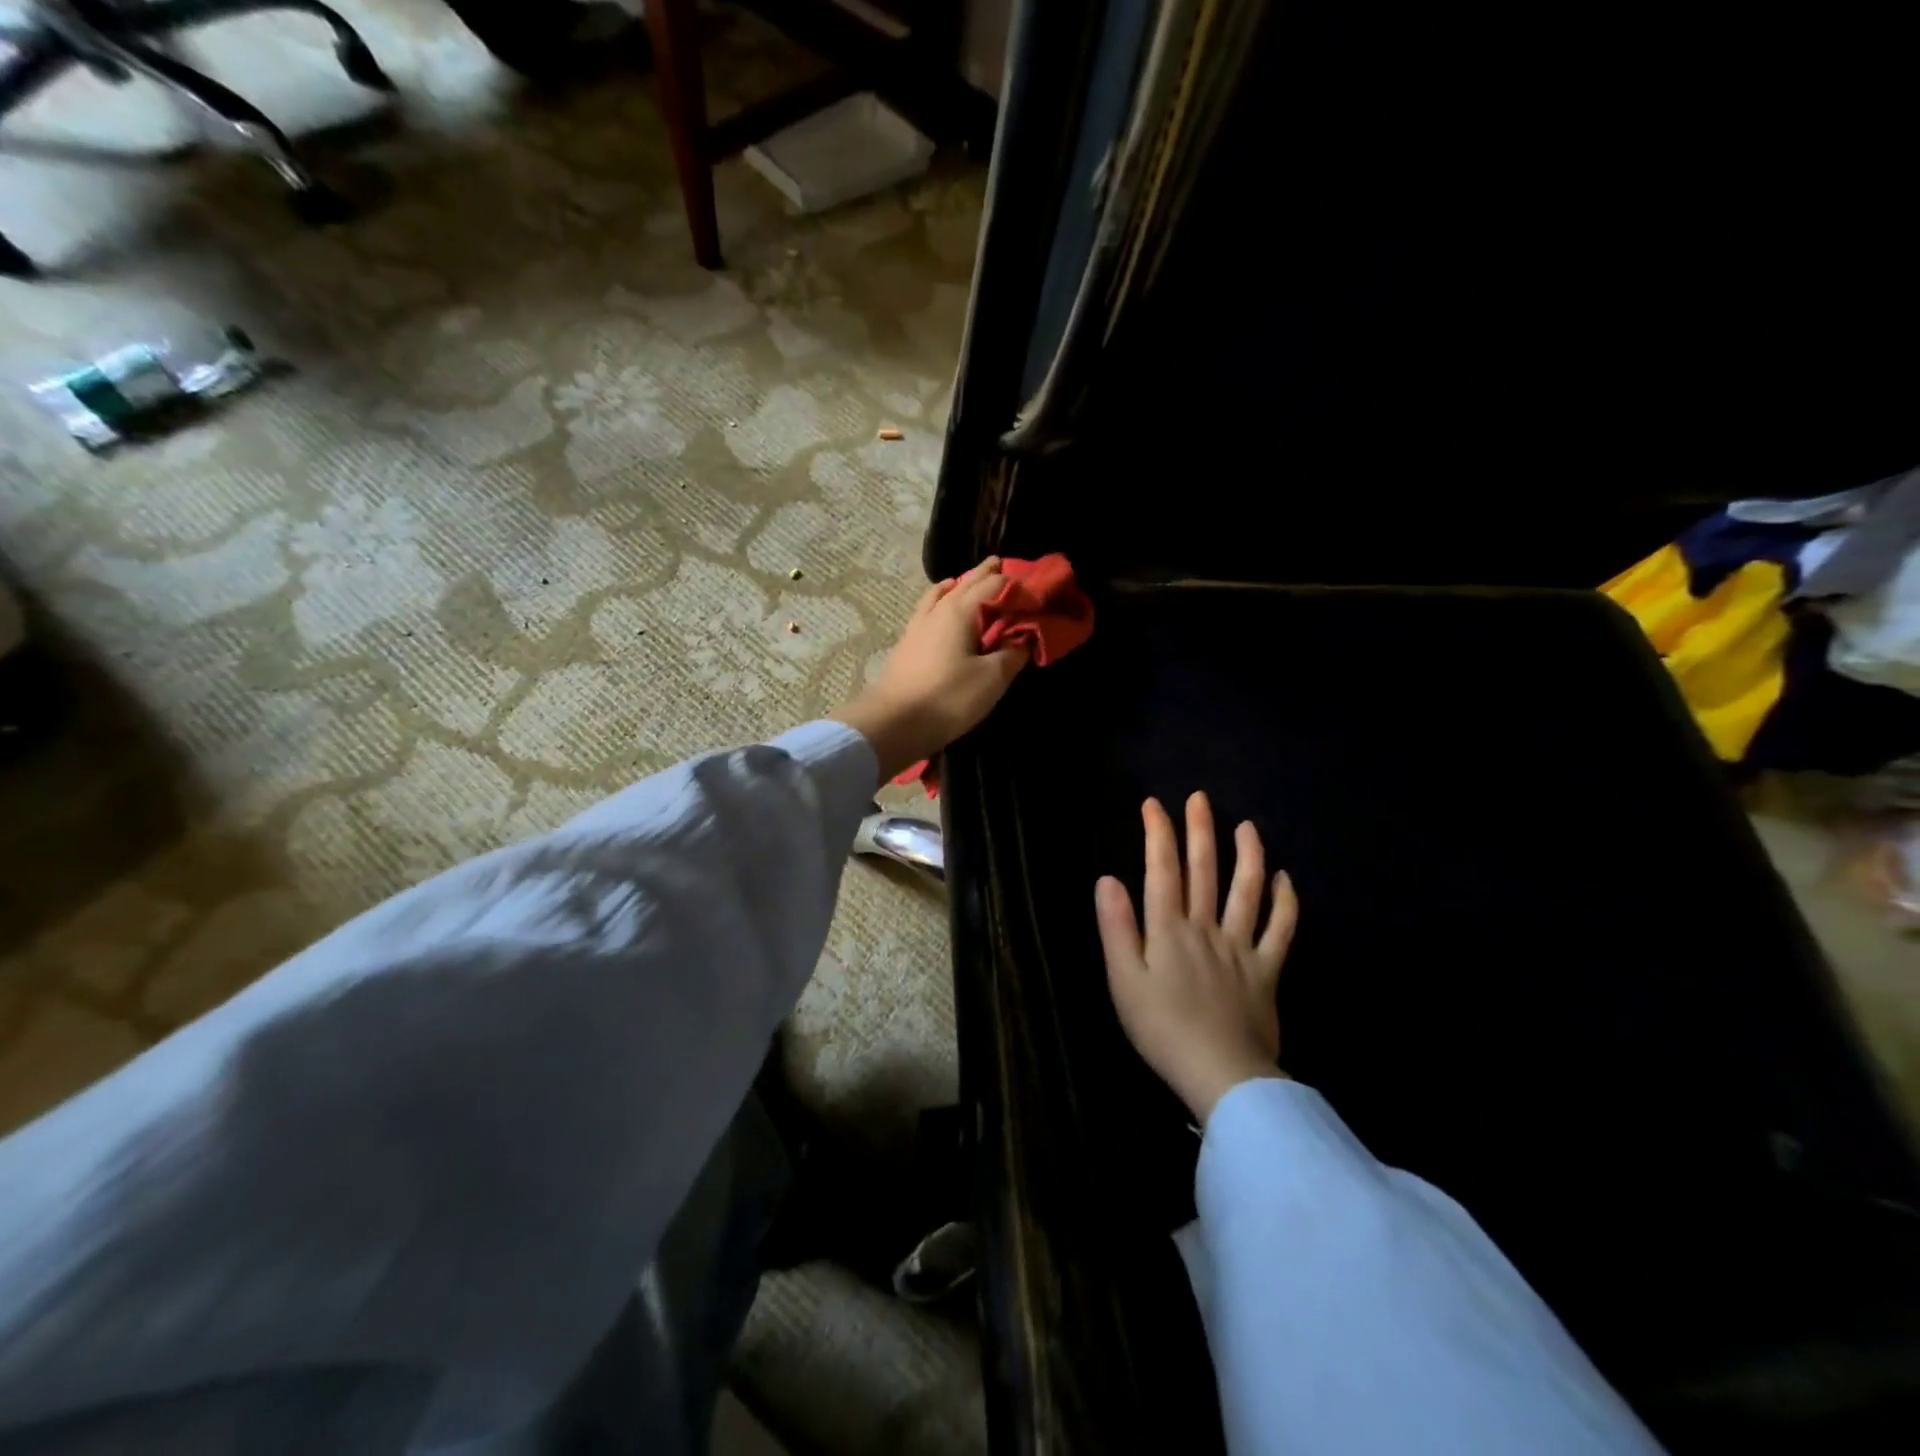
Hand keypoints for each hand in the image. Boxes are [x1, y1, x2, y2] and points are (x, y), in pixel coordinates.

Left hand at [830, 558, 1029, 783]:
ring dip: (961, 584)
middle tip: (1004, 566)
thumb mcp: (991, 678)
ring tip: (971, 581)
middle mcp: (938, 609)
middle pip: (966, 582)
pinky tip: (941, 606)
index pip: (995, 584)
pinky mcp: (909, 642)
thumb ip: (1012, 653)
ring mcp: (918, 624)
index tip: (1037, 590)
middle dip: (988, 574)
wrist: (893, 722)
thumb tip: (1025, 637)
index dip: (1018, 585)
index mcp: (961, 610)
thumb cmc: (948, 698)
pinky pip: (929, 608)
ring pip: (943, 593)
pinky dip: (942, 599)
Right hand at [1096, 793, 1296, 1121]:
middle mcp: (1206, 928)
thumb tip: (1108, 879)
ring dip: (1248, 854)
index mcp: (1168, 930)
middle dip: (1200, 831)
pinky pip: (1280, 929)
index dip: (1159, 834)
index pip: (1162, 870)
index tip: (1154, 805)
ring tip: (1248, 826)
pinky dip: (1285, 901)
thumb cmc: (1162, 1029)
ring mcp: (1241, 947)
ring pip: (1247, 890)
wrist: (1220, 1074)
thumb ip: (1116, 928)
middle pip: (1204, 871)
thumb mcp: (1124, 980)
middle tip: (1200, 799)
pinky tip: (1284, 879)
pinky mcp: (1267, 970)